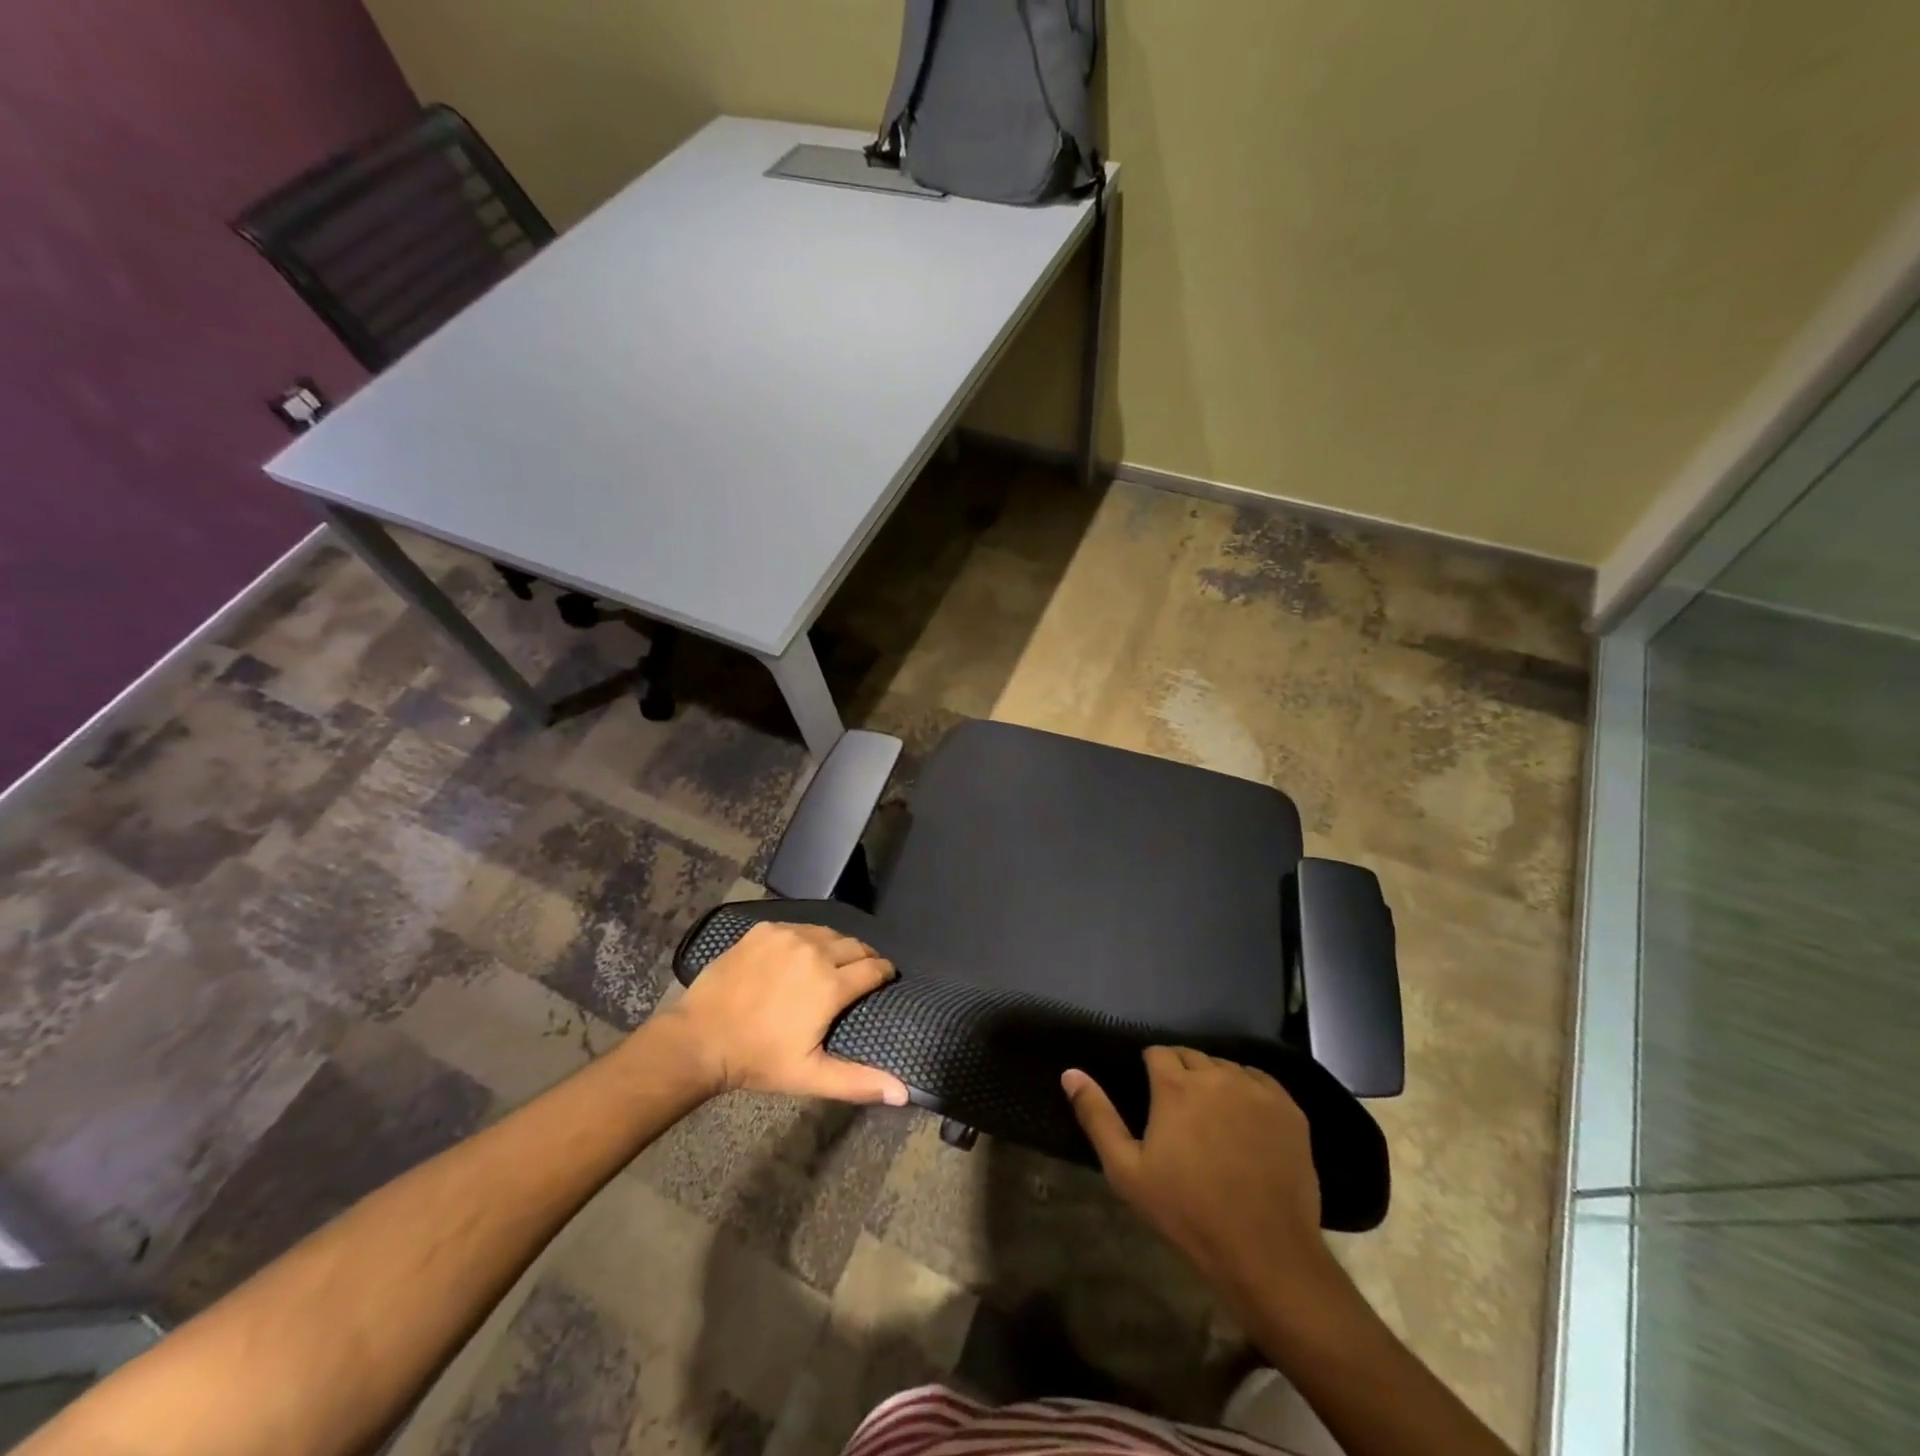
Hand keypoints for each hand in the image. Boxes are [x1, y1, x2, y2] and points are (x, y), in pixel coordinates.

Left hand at [662, 922, 908, 1105]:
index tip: (885, 980)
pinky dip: (808, 938)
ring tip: (834, 962)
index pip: (875, 968)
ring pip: (829, 932)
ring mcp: (788, 935)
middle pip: (856, 945)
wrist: (700, 1038)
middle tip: (861, 974)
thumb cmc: (758, 1060)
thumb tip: (905, 1093)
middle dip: (864, 957)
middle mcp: (815, 950)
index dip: (884, 974)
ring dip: (838, 945)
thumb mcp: (810, 1076)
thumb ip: (859, 1081)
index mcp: (831, 984)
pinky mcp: (765, 929)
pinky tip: (800, 954)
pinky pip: (799, 927)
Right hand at [1063, 1048, 1332, 1320]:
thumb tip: (1070, 1073)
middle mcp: (1215, 1076)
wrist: (1265, 1252)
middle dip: (1181, 1074)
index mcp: (1175, 1086)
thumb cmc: (1187, 1212)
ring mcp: (1255, 1090)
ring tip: (1213, 1118)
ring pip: (1225, 1067)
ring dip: (1214, 1082)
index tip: (1152, 1097)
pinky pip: (1259, 1081)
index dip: (1151, 1070)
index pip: (1158, 1053)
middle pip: (1191, 1056)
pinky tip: (1245, 1121)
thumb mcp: (1127, 1171)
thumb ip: (1097, 1116)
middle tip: (1180, 1112)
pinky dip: (1248, 1091)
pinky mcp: (1288, 1108)